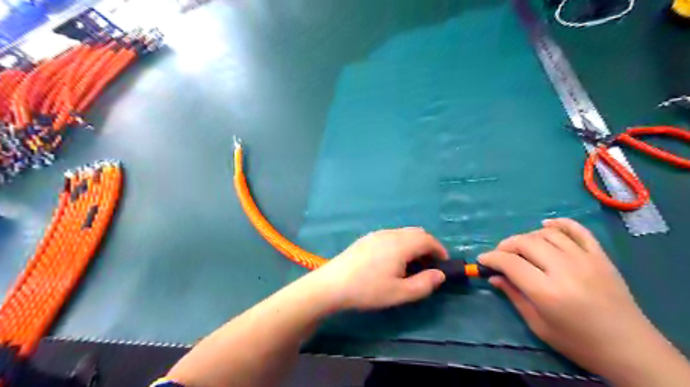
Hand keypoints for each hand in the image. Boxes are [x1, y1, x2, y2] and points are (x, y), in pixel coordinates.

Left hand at [313, 229, 448, 308]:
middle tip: (429, 265)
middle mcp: (391, 234)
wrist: (332, 284)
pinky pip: (391, 235)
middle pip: (417, 233)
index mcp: (401, 244)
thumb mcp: (399, 293)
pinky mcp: (367, 238)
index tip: (443, 264)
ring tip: (412, 264)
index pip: (428, 240)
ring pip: (403, 233)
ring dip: (414, 244)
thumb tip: (440, 275)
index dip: (440, 250)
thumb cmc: (368, 290)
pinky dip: (401, 243)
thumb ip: (424, 284)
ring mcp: (377, 234)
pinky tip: (393, 260)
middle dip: (428, 246)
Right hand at [481, 218, 683, 383]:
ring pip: (547, 234)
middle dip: (506, 245)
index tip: (482, 260)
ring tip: (521, 248)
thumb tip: (493, 277)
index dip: (491, 258)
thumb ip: (514, 296)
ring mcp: (586, 259)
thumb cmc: (578, 342)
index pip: (510, 263)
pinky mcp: (601, 256)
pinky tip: (546, 226)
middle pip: (526, 243)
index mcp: (547, 292)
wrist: (630, 348)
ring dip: (527, 237)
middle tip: (499, 255)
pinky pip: (578, 230)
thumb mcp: (538, 325)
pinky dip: (560, 223)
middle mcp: (565, 270)